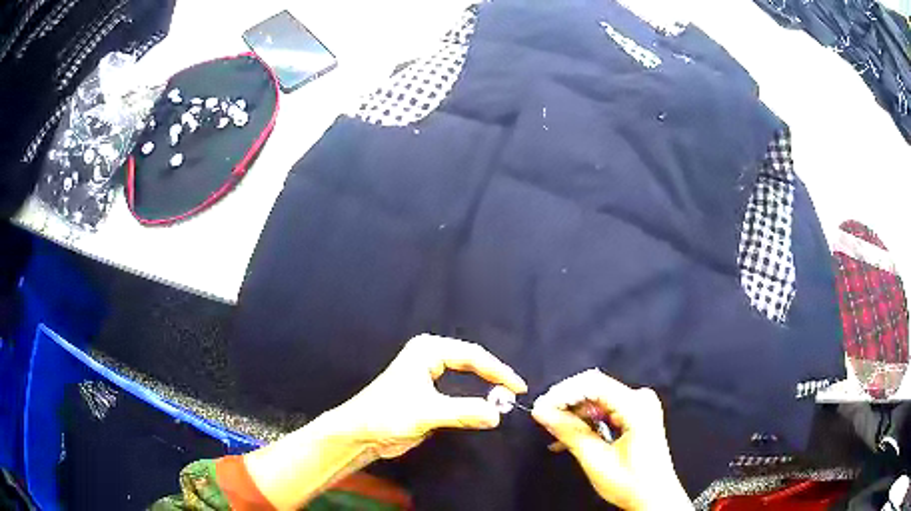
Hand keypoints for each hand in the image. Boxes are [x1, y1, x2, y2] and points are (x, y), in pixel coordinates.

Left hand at [335, 334, 526, 459]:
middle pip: (472, 363)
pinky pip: (459, 392)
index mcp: (428, 351)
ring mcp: (429, 374)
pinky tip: (487, 406)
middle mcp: (430, 357)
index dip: (498, 371)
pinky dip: (474, 399)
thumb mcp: (428, 412)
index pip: (472, 356)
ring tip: (507, 398)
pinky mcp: (429, 393)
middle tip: (515, 393)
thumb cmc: (388, 415)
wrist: (361, 433)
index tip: (518, 387)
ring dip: (485, 387)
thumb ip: (464, 412)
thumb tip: (498, 414)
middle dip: (494, 376)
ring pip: (466, 377)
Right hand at [532, 370, 690, 510]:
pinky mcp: (636, 414)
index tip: (540, 408)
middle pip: (595, 388)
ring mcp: (639, 406)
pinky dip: (585, 421)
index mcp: (636, 407)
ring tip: (553, 432)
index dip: (563, 393)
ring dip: (573, 414)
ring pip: (597, 398)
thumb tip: (542, 412)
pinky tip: (568, 437)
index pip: (593, 384)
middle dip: (566, 402)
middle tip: (542, 418)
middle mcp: (640, 399)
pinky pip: (604, 409)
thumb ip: (570, 433)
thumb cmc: (630, 483)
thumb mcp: (596, 461)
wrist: (655, 497)